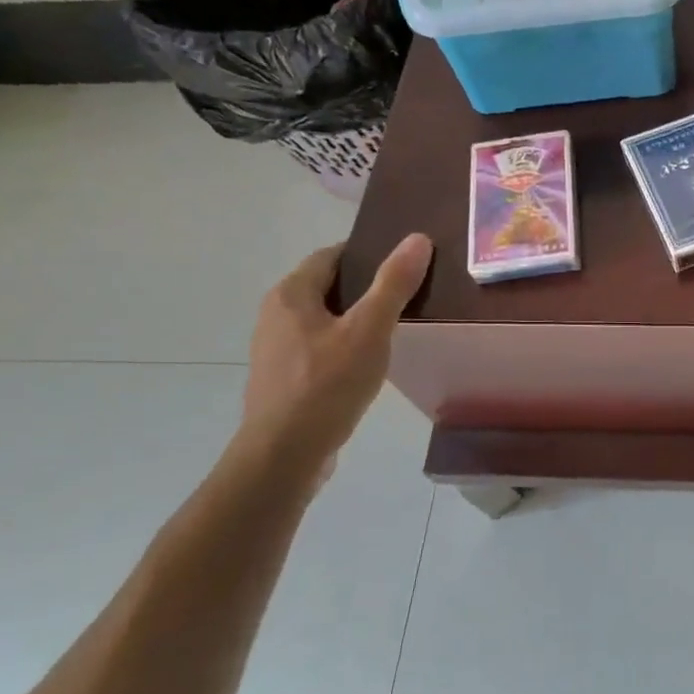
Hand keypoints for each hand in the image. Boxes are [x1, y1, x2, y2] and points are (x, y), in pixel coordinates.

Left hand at [240, 235, 432, 464]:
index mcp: (291, 294)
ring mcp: (277, 348)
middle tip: (409, 293)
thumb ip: (393, 284)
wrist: (284, 455)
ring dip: (356, 318)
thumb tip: (417, 238)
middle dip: (366, 286)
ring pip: (324, 319)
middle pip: (327, 286)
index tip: (405, 262)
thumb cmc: (326, 385)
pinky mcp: (284, 377)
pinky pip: (320, 347)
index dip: (368, 253)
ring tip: (396, 327)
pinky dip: (345, 345)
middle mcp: (276, 314)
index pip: (332, 255)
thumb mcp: (369, 331)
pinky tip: (369, 363)